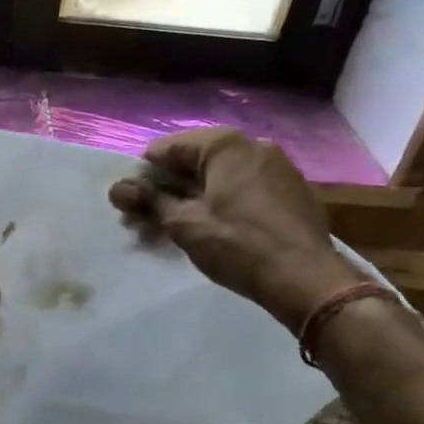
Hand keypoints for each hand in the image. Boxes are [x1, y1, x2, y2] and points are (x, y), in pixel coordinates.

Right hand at [108, 128, 363, 330]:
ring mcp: (278, 166)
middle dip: (170, 187)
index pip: (167, 149)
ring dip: (196, 195)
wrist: (306, 278)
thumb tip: (117, 188)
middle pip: (196, 160)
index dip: (144, 175)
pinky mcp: (293, 190)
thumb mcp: (184, 224)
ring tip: (182, 226)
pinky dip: (225, 200)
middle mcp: (253, 144)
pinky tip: (220, 227)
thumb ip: (149, 201)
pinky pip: (246, 186)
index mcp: (224, 144)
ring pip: (222, 174)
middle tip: (151, 219)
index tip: (133, 204)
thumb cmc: (237, 245)